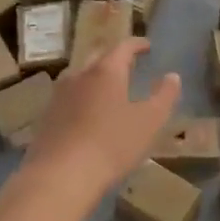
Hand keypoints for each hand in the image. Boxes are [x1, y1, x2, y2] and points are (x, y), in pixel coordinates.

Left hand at [25, 39, 179, 194]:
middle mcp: (79, 76)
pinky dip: (82, 99)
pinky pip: (68, 99)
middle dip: (114, 58)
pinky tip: (88, 115)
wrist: (60, 176)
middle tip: (128, 65)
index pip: (123, 47)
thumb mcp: (149, 121)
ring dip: (96, 78)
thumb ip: (164, 96)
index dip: (137, 44)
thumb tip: (173, 76)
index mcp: (106, 71)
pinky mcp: (46, 118)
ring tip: (109, 90)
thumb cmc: (111, 144)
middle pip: (98, 58)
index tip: (147, 45)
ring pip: (80, 77)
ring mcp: (59, 96)